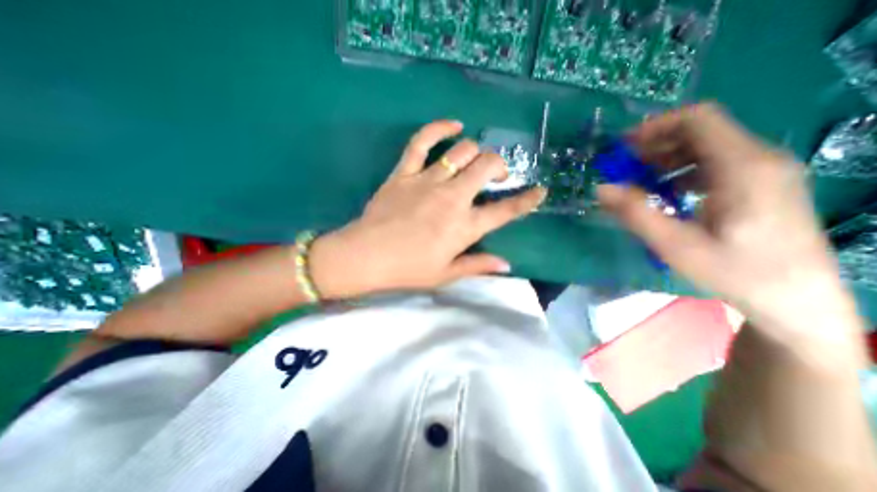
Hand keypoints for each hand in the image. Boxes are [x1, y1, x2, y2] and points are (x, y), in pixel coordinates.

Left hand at [306, 122, 546, 297]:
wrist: (365, 256)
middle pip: (487, 167)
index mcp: (463, 227)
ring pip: (462, 151)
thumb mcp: (446, 274)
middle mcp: (451, 198)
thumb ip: (478, 265)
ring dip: (476, 152)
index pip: (505, 211)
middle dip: (499, 167)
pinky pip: (422, 141)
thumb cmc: (407, 270)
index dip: (527, 201)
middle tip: (496, 176)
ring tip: (475, 161)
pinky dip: (439, 128)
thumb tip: (506, 264)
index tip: (539, 192)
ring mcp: (427, 181)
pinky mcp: (404, 172)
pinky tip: (454, 125)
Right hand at [600, 105, 860, 339]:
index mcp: (743, 167)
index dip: (655, 126)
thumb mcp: (675, 245)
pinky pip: (714, 163)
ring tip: (638, 181)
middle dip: (655, 144)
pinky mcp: (760, 184)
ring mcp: (763, 171)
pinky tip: (666, 193)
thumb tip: (601, 188)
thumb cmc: (736, 272)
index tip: (622, 148)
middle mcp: (759, 158)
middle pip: (701, 130)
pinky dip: (681, 170)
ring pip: (707, 146)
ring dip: (666, 158)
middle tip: (623, 167)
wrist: (797, 300)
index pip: (699, 119)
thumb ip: (636, 213)